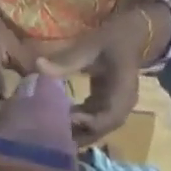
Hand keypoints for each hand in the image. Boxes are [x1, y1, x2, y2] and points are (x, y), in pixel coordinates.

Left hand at [40, 12, 145, 143]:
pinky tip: (60, 118)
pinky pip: (92, 123)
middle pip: (101, 130)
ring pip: (96, 130)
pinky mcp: (106, 107)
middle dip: (78, 134)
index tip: (67, 118)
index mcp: (124, 91)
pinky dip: (76, 124)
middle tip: (52, 132)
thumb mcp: (92, 45)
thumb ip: (68, 59)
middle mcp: (123, 105)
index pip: (109, 117)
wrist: (132, 36)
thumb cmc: (114, 38)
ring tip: (52, 128)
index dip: (89, 123)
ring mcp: (115, 109)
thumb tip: (38, 65)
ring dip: (76, 132)